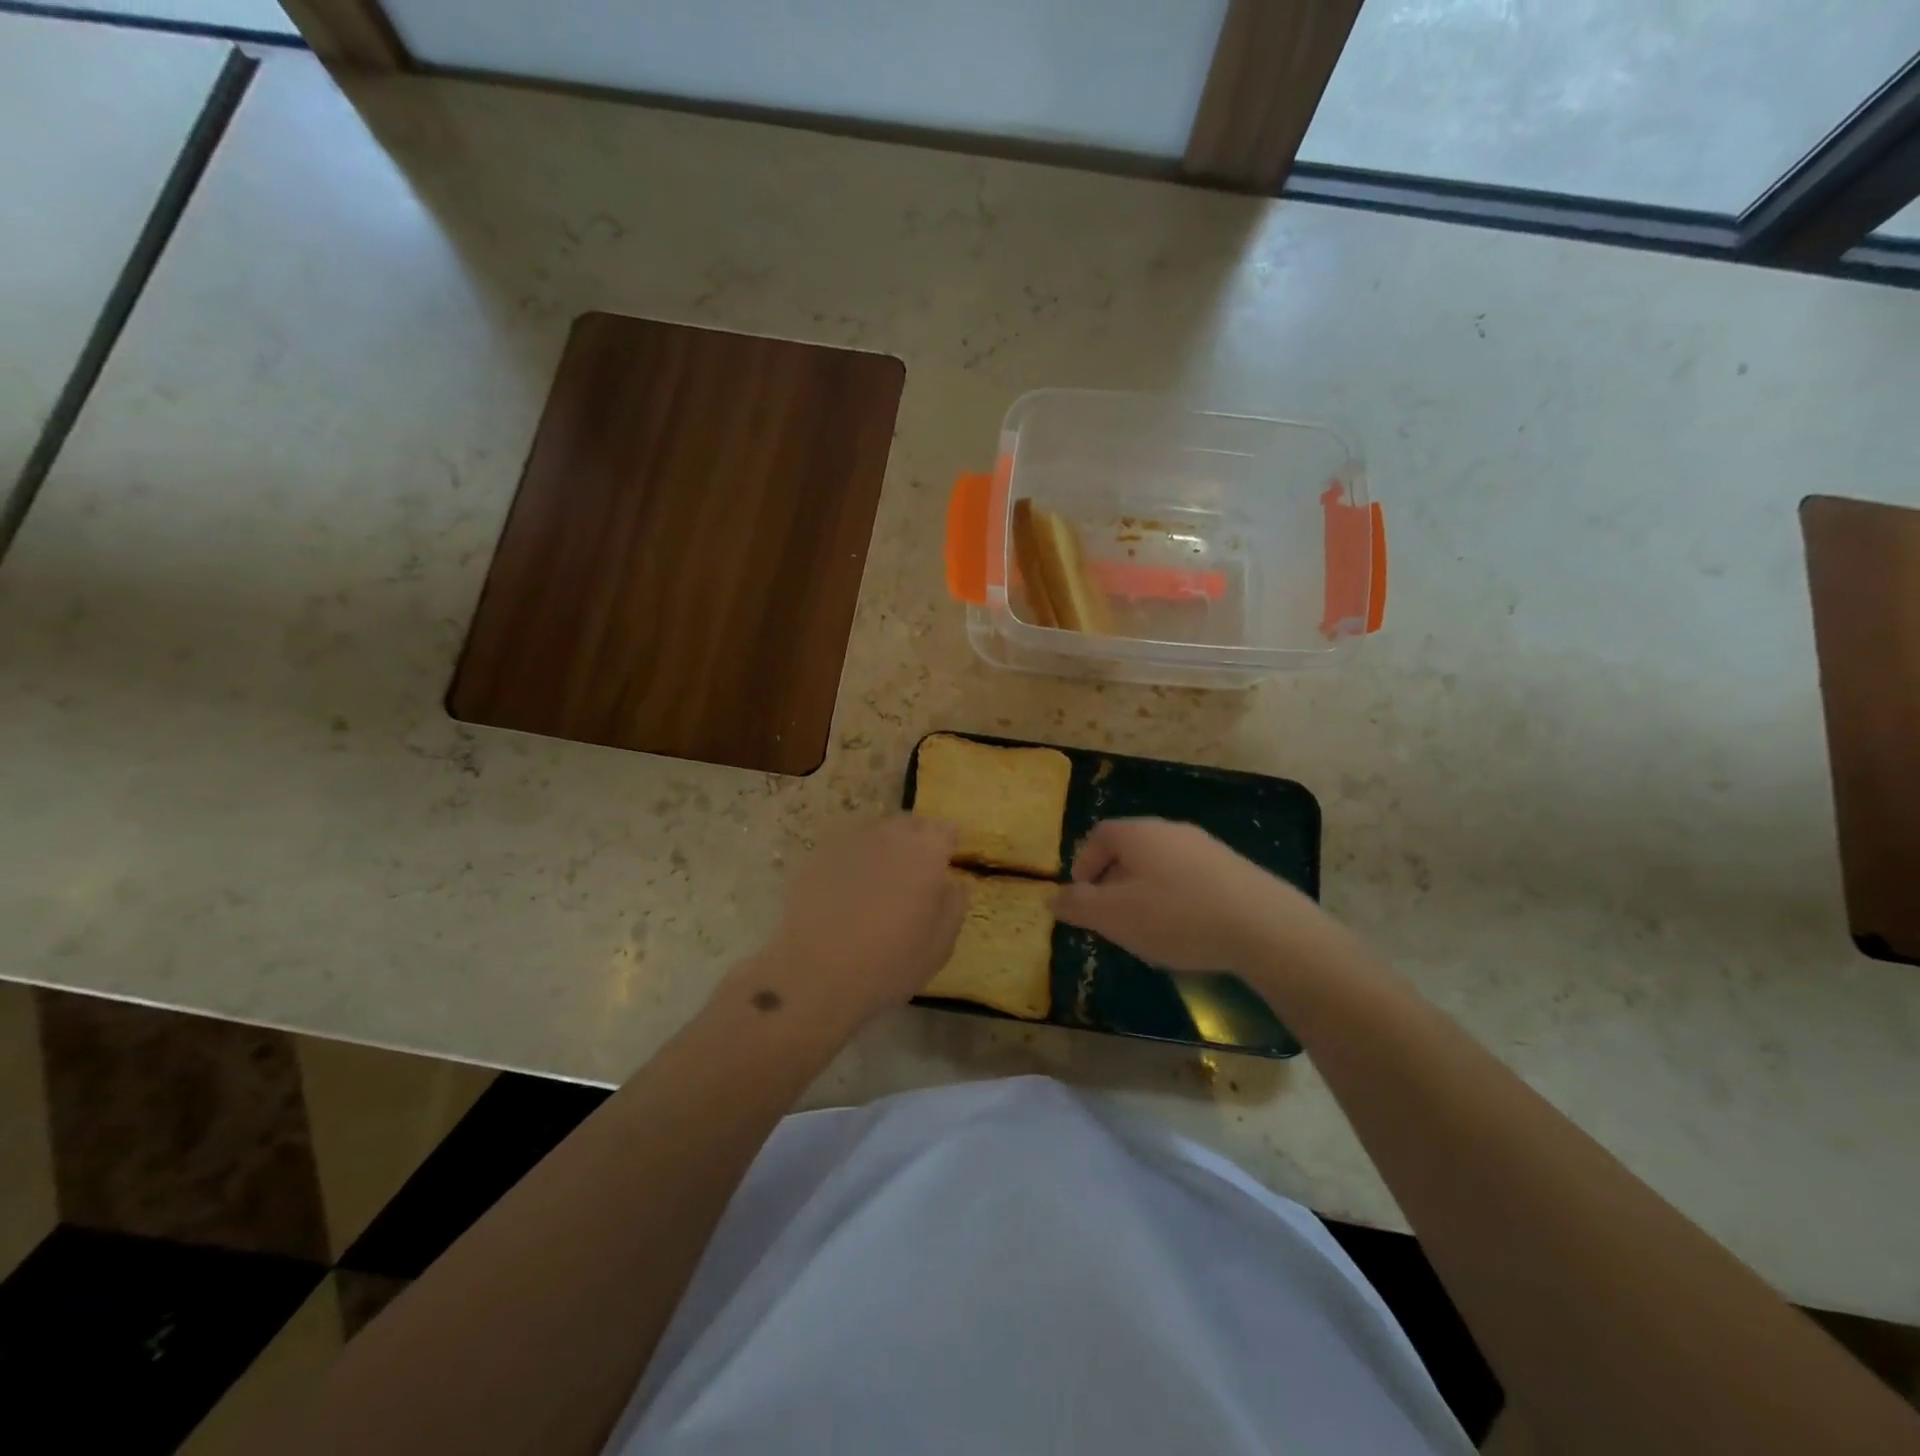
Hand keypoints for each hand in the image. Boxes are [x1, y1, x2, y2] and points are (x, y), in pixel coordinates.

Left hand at [745, 816, 968, 1030]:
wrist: (815, 974)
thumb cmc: (890, 963)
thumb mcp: (940, 944)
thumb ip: (953, 904)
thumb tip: (952, 882)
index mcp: (925, 852)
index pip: (945, 828)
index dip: (947, 841)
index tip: (946, 859)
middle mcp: (888, 836)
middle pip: (908, 824)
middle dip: (916, 839)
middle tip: (916, 869)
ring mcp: (848, 843)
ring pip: (874, 833)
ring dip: (882, 848)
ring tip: (879, 879)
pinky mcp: (816, 858)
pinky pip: (843, 850)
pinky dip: (851, 862)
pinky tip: (846, 891)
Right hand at [1052, 818, 1330, 972]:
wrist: (1264, 926)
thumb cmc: (1177, 917)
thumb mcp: (1114, 917)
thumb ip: (1078, 905)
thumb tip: (1052, 897)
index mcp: (1138, 834)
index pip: (1099, 835)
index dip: (1084, 863)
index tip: (1082, 895)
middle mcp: (1171, 830)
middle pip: (1130, 847)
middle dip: (1113, 879)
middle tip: (1110, 915)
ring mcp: (1206, 846)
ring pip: (1160, 863)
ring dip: (1145, 889)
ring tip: (1146, 926)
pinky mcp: (1233, 868)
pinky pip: (1189, 876)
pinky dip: (1176, 896)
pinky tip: (1186, 928)